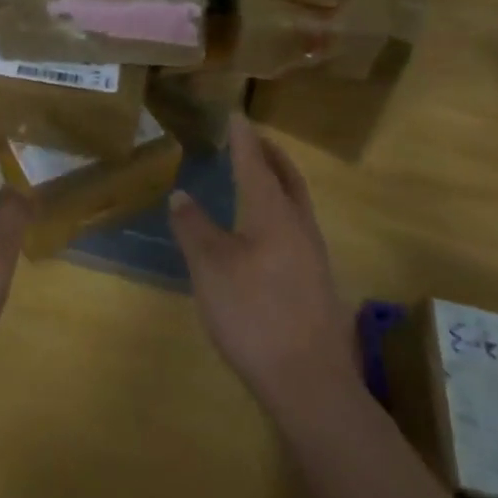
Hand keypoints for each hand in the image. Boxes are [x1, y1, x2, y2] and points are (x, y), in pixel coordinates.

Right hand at [169, 113, 358, 417]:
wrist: (309, 383)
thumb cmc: (254, 314)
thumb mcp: (209, 267)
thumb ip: (194, 227)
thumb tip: (182, 195)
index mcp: (273, 213)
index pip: (255, 162)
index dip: (243, 137)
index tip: (236, 114)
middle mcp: (299, 225)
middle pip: (287, 177)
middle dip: (269, 153)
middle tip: (250, 138)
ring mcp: (313, 255)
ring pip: (296, 202)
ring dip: (277, 180)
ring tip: (256, 175)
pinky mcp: (315, 281)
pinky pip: (296, 225)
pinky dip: (279, 207)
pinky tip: (263, 229)